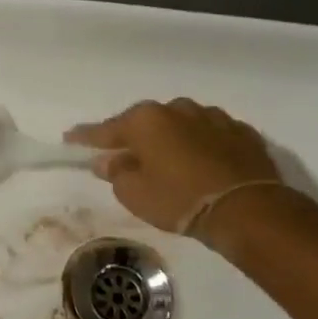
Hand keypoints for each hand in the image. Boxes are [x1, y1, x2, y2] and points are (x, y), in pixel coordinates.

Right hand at [65, 99, 285, 241]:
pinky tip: (201, 163)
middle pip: (146, 123)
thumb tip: (108, 160)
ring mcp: (213, 117)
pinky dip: (200, 145)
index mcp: (146, 120)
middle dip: (134, 137)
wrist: (247, 208)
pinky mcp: (241, 132)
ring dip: (170, 139)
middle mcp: (177, 109)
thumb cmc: (179, 199)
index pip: (106, 129)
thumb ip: (116, 173)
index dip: (86, 137)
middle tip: (125, 155)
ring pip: (180, 125)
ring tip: (168, 160)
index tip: (70, 138)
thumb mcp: (135, 194)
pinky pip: (210, 135)